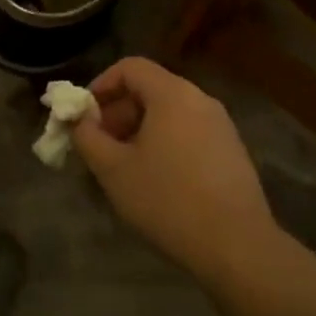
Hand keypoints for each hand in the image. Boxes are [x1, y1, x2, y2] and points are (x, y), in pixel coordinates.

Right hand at [73, 57, 276, 278]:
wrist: (238, 248)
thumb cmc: (169, 201)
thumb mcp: (114, 171)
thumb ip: (88, 138)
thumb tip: (77, 120)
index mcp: (172, 93)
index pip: (130, 67)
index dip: (101, 85)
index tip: (84, 115)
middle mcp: (199, 99)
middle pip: (150, 89)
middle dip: (118, 112)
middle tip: (100, 145)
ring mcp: (221, 125)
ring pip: (170, 113)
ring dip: (141, 130)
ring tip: (124, 166)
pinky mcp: (232, 152)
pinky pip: (189, 132)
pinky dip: (166, 143)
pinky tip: (157, 181)